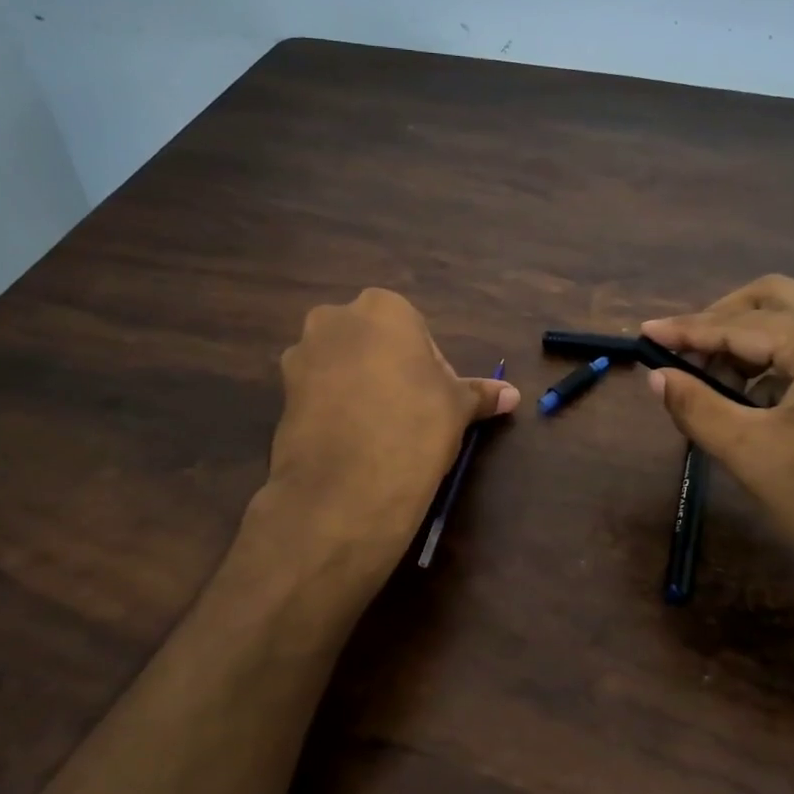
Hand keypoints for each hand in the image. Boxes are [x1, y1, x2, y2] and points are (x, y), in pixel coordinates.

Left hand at [265, 289, 518, 552]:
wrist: (348, 485)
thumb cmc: (416, 425)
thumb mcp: (458, 407)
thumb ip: (481, 394)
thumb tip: (513, 395)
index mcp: (383, 307)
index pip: (415, 331)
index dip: (429, 367)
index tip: (435, 400)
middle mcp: (335, 319)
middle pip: (373, 342)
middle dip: (389, 369)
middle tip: (410, 412)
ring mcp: (301, 355)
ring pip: (342, 365)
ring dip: (359, 387)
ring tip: (378, 431)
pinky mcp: (281, 392)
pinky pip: (318, 392)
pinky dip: (334, 408)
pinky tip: (351, 441)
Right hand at [642, 276, 793, 616]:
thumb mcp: (751, 455)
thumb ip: (697, 406)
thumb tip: (656, 375)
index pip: (743, 323)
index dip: (688, 329)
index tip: (645, 332)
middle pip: (776, 299)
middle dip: (723, 320)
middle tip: (684, 355)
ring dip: (753, 339)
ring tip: (718, 381)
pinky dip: (784, 356)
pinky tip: (761, 394)